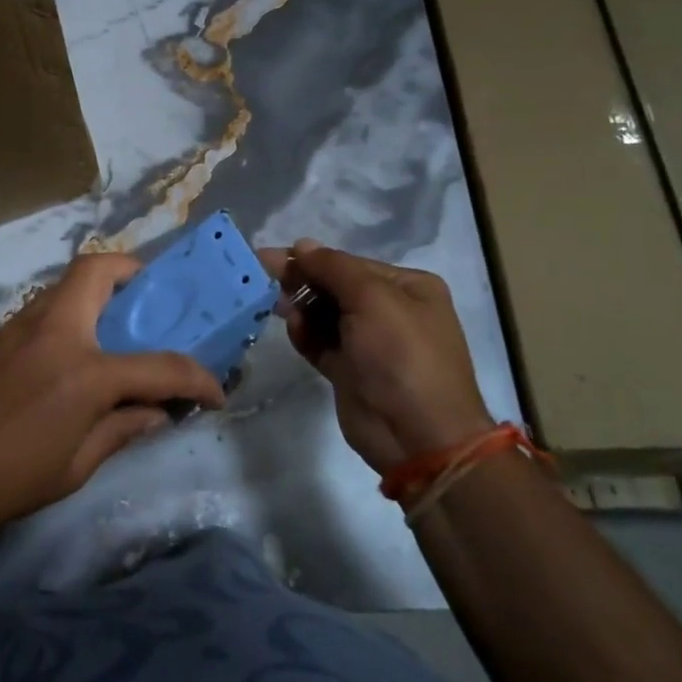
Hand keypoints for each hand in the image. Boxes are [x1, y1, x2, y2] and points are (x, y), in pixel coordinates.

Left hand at [0, 253, 225, 548]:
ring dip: (99, 292)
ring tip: (117, 329)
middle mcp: (55, 331)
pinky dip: (71, 313)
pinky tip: (74, 354)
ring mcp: (20, 327)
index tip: (214, 392)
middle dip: (134, 274)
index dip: (195, 378)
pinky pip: (46, 307)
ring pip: (68, 283)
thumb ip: (123, 429)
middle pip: (99, 270)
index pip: (158, 365)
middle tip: (152, 304)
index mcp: (84, 370)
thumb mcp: (78, 464)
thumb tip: (158, 413)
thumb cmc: (10, 479)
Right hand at [260, 239, 493, 474]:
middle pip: (334, 286)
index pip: (350, 263)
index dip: (311, 259)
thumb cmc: (402, 356)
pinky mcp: (349, 370)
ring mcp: (369, 343)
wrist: (417, 436)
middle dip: (302, 282)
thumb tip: (301, 244)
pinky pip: (320, 342)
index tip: (269, 257)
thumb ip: (333, 268)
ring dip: (301, 308)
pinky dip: (304, 334)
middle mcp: (390, 311)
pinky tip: (293, 330)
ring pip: (324, 314)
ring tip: (281, 309)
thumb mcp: (372, 299)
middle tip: (264, 279)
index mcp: (407, 287)